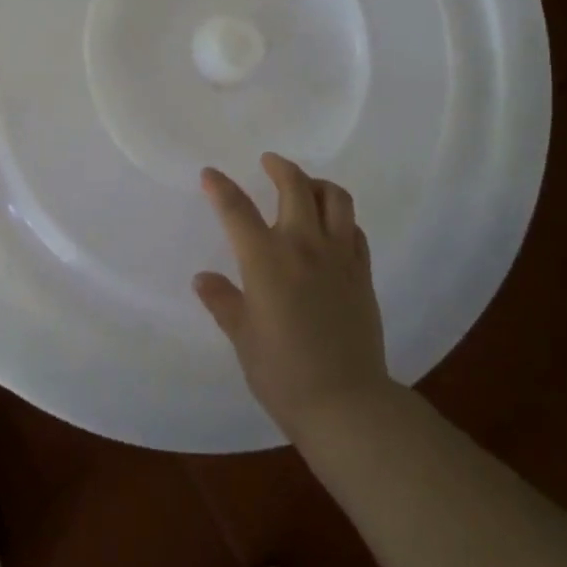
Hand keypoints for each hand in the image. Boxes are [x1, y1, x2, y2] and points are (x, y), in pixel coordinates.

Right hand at [194, 154, 391, 438]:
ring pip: (335, 198)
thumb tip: (203, 279)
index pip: (237, 209)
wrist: (346, 403)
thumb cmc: (283, 373)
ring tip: (306, 186)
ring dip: (317, 184)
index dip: (221, 187)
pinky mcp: (363, 273)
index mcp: (266, 259)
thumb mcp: (243, 337)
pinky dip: (341, 217)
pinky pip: (354, 229)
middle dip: (279, 167)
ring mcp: (339, 256)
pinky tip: (332, 227)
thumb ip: (223, 301)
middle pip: (295, 186)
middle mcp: (303, 245)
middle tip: (268, 162)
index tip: (210, 174)